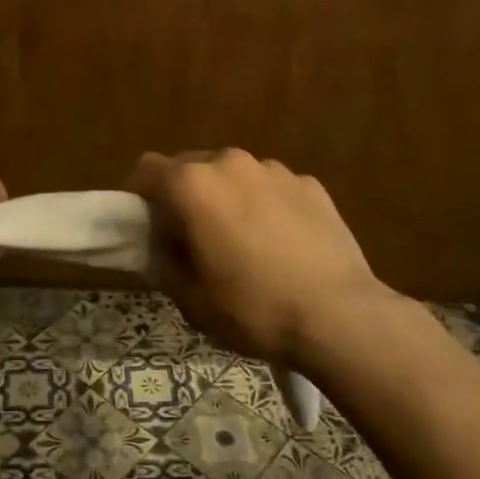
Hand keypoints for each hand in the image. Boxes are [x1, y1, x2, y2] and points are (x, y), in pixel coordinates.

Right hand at [128, 149, 386, 369]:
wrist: (340, 316)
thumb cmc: (253, 308)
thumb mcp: (191, 300)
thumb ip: (165, 262)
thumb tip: (163, 245)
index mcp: (193, 185)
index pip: (146, 169)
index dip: (139, 196)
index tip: (148, 226)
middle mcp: (230, 162)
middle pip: (191, 167)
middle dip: (185, 196)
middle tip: (194, 238)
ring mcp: (274, 169)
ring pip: (234, 176)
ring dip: (227, 198)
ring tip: (244, 242)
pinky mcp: (309, 183)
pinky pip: (272, 188)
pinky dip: (266, 206)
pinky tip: (282, 244)